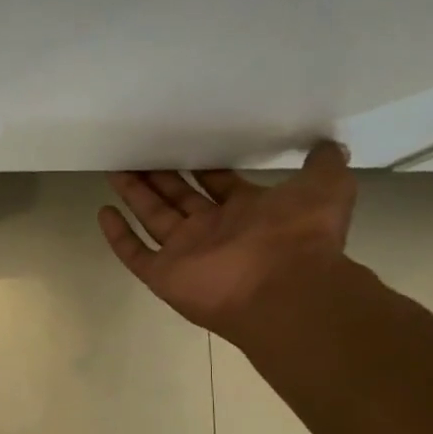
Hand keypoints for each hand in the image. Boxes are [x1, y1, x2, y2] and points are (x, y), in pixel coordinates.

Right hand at [98, 143, 356, 341]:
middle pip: (178, 198)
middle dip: (159, 177)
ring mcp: (186, 253)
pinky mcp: (164, 274)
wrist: (284, 288)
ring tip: (115, 168)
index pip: (216, 183)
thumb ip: (323, 164)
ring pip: (153, 218)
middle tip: (138, 152)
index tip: (182, 145)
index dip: (201, 166)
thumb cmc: (300, 236)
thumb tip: (328, 144)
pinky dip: (118, 236)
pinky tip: (103, 212)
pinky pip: (135, 253)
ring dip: (135, 195)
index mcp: (247, 212)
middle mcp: (214, 231)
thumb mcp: (326, 187)